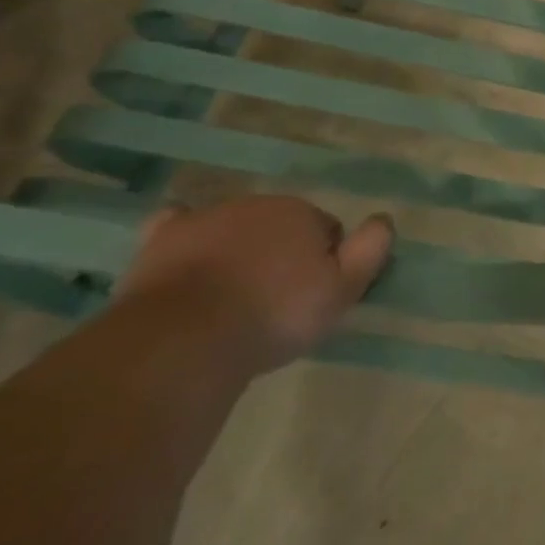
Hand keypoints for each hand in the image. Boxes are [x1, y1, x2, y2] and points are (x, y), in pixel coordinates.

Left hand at [116, 196, 393, 375]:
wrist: (184, 339)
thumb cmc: (273, 315)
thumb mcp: (342, 290)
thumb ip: (370, 250)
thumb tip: (384, 218)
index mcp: (302, 212)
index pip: (325, 229)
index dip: (324, 260)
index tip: (313, 294)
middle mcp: (257, 205)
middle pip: (279, 225)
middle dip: (281, 252)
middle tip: (275, 299)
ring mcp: (205, 219)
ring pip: (233, 228)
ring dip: (238, 250)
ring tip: (232, 295)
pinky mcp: (160, 241)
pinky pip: (176, 225)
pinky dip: (185, 235)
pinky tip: (187, 254)